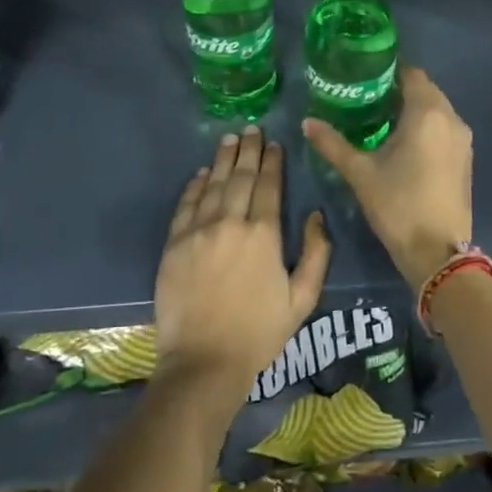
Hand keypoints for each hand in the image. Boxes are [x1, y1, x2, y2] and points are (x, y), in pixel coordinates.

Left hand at [152, 125, 331, 407]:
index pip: (269, 186)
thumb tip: (316, 216)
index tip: (274, 144)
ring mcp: (199, 231)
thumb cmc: (259, 333)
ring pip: (212, 184)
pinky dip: (194, 186)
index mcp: (264, 234)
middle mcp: (231, 223)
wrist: (204, 361)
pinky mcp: (174, 244)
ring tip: (229, 139)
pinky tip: (201, 173)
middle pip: (240, 177)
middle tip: (251, 129)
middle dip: (248, 151)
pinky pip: (186, 205)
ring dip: (222, 159)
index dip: (272, 162)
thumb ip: (316, 254)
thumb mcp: (302, 299)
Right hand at [302, 67, 472, 290]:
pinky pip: (444, 130)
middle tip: (366, 98)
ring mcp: (463, 141)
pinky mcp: (466, 160)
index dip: (389, 71)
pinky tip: (403, 144)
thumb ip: (332, 143)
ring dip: (413, 110)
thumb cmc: (398, 205)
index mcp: (428, 113)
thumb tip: (307, 122)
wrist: (438, 252)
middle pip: (426, 90)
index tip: (364, 77)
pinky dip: (426, 128)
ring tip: (380, 120)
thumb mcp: (360, 173)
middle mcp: (452, 119)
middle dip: (399, 90)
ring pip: (437, 111)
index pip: (412, 74)